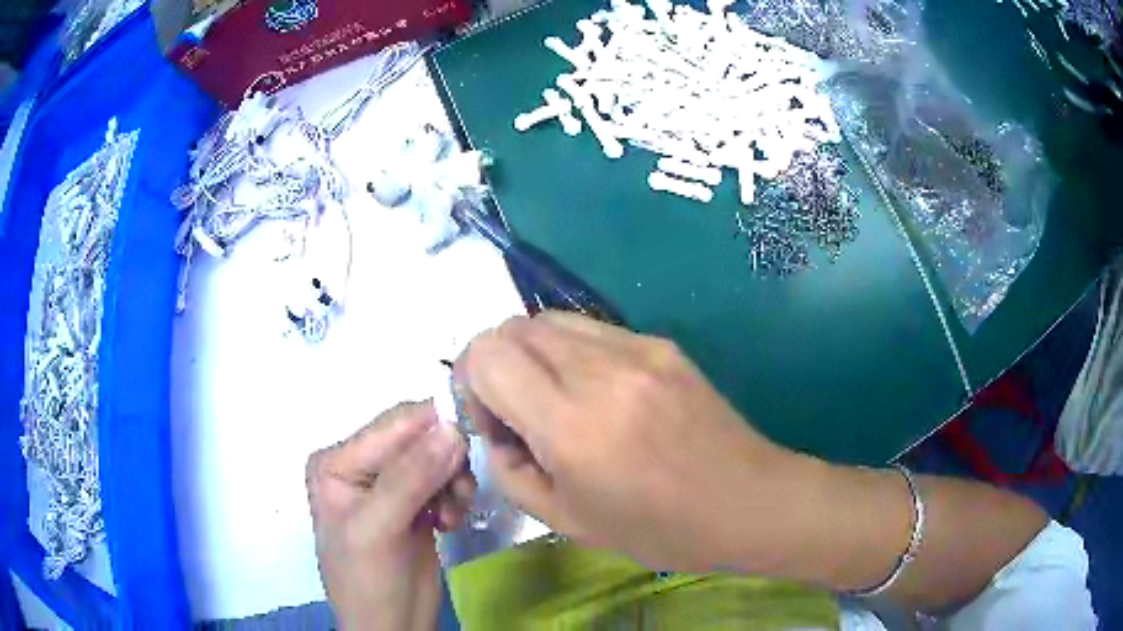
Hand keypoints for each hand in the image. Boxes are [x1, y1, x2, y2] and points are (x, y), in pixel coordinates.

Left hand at [306, 402, 474, 630]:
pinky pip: (445, 481)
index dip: (432, 428)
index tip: (468, 447)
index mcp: (338, 461)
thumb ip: (410, 478)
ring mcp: (388, 485)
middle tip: (459, 494)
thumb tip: (452, 427)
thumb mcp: (378, 529)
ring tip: (453, 514)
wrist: (390, 627)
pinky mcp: (414, 504)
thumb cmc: (368, 580)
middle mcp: (361, 465)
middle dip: (444, 462)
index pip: (391, 426)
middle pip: (417, 438)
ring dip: (453, 482)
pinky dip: (455, 496)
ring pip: (437, 458)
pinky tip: (450, 522)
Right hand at [456, 312, 803, 572]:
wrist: (745, 501)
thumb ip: (511, 472)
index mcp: (572, 425)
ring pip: (549, 320)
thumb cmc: (658, 529)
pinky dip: (571, 353)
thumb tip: (496, 431)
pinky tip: (595, 393)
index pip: (487, 356)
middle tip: (517, 411)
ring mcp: (636, 349)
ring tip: (554, 400)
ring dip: (531, 354)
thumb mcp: (568, 521)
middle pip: (512, 327)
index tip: (491, 420)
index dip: (470, 382)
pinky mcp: (660, 343)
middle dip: (495, 365)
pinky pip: (591, 329)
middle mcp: (600, 372)